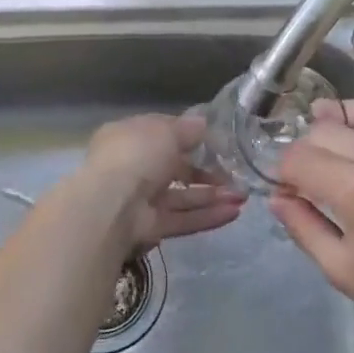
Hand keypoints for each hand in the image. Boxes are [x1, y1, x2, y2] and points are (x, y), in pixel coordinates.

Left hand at [81, 112, 244, 247]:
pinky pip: (181, 219)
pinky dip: (206, 216)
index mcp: (129, 138)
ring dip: (212, 196)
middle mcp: (133, 168)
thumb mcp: (165, 131)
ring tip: (242, 196)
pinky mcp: (150, 228)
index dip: (188, 136)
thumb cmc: (136, 155)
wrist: (110, 205)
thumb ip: (186, 129)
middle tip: (235, 175)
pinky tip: (233, 213)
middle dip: (206, 172)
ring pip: (181, 197)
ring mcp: (141, 200)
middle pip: (175, 169)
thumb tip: (203, 124)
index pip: (162, 134)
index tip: (215, 141)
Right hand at [271, 101, 353, 352]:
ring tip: (328, 138)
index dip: (282, 171)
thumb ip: (304, 227)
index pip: (300, 157)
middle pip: (326, 129)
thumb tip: (277, 197)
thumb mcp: (343, 271)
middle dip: (305, 148)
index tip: (285, 189)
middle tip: (306, 174)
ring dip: (337, 124)